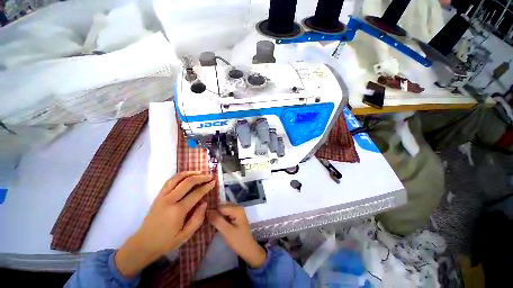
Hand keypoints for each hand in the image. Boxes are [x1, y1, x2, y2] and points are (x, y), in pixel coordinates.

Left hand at [115, 171, 215, 277]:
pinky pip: (170, 181)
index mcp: (178, 211)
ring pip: (177, 178)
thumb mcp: (185, 235)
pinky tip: (186, 175)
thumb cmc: (166, 241)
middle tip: (209, 176)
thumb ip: (197, 219)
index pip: (196, 194)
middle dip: (201, 177)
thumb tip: (204, 203)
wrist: (143, 244)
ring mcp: (162, 196)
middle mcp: (170, 200)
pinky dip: (180, 175)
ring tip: (199, 172)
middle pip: (188, 182)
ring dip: (190, 173)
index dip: (207, 186)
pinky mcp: (158, 196)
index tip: (214, 182)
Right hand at [207, 203, 266, 268]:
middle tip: (205, 220)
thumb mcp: (226, 231)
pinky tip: (215, 223)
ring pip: (223, 210)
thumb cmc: (238, 241)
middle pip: (222, 207)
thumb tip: (207, 210)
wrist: (248, 249)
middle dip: (214, 213)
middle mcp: (237, 206)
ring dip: (216, 215)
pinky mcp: (235, 215)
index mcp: (237, 208)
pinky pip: (225, 213)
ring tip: (208, 222)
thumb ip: (217, 220)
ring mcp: (237, 210)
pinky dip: (220, 217)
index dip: (212, 212)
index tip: (203, 218)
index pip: (220, 206)